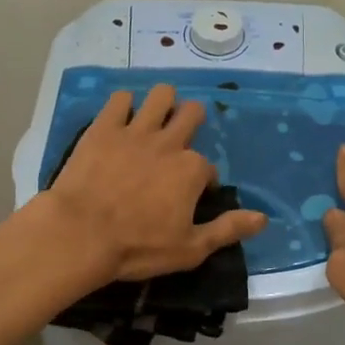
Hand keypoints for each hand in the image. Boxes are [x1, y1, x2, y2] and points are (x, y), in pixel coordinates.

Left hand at [47, 84, 268, 281]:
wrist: (81, 235)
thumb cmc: (138, 247)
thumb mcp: (190, 248)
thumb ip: (228, 230)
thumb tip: (263, 218)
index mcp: (191, 170)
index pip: (207, 167)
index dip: (202, 180)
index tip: (191, 195)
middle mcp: (169, 143)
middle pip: (191, 114)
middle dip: (191, 121)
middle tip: (180, 138)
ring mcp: (135, 131)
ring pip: (160, 96)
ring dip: (163, 102)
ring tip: (156, 117)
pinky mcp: (103, 128)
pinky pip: (119, 99)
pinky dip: (124, 104)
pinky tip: (121, 117)